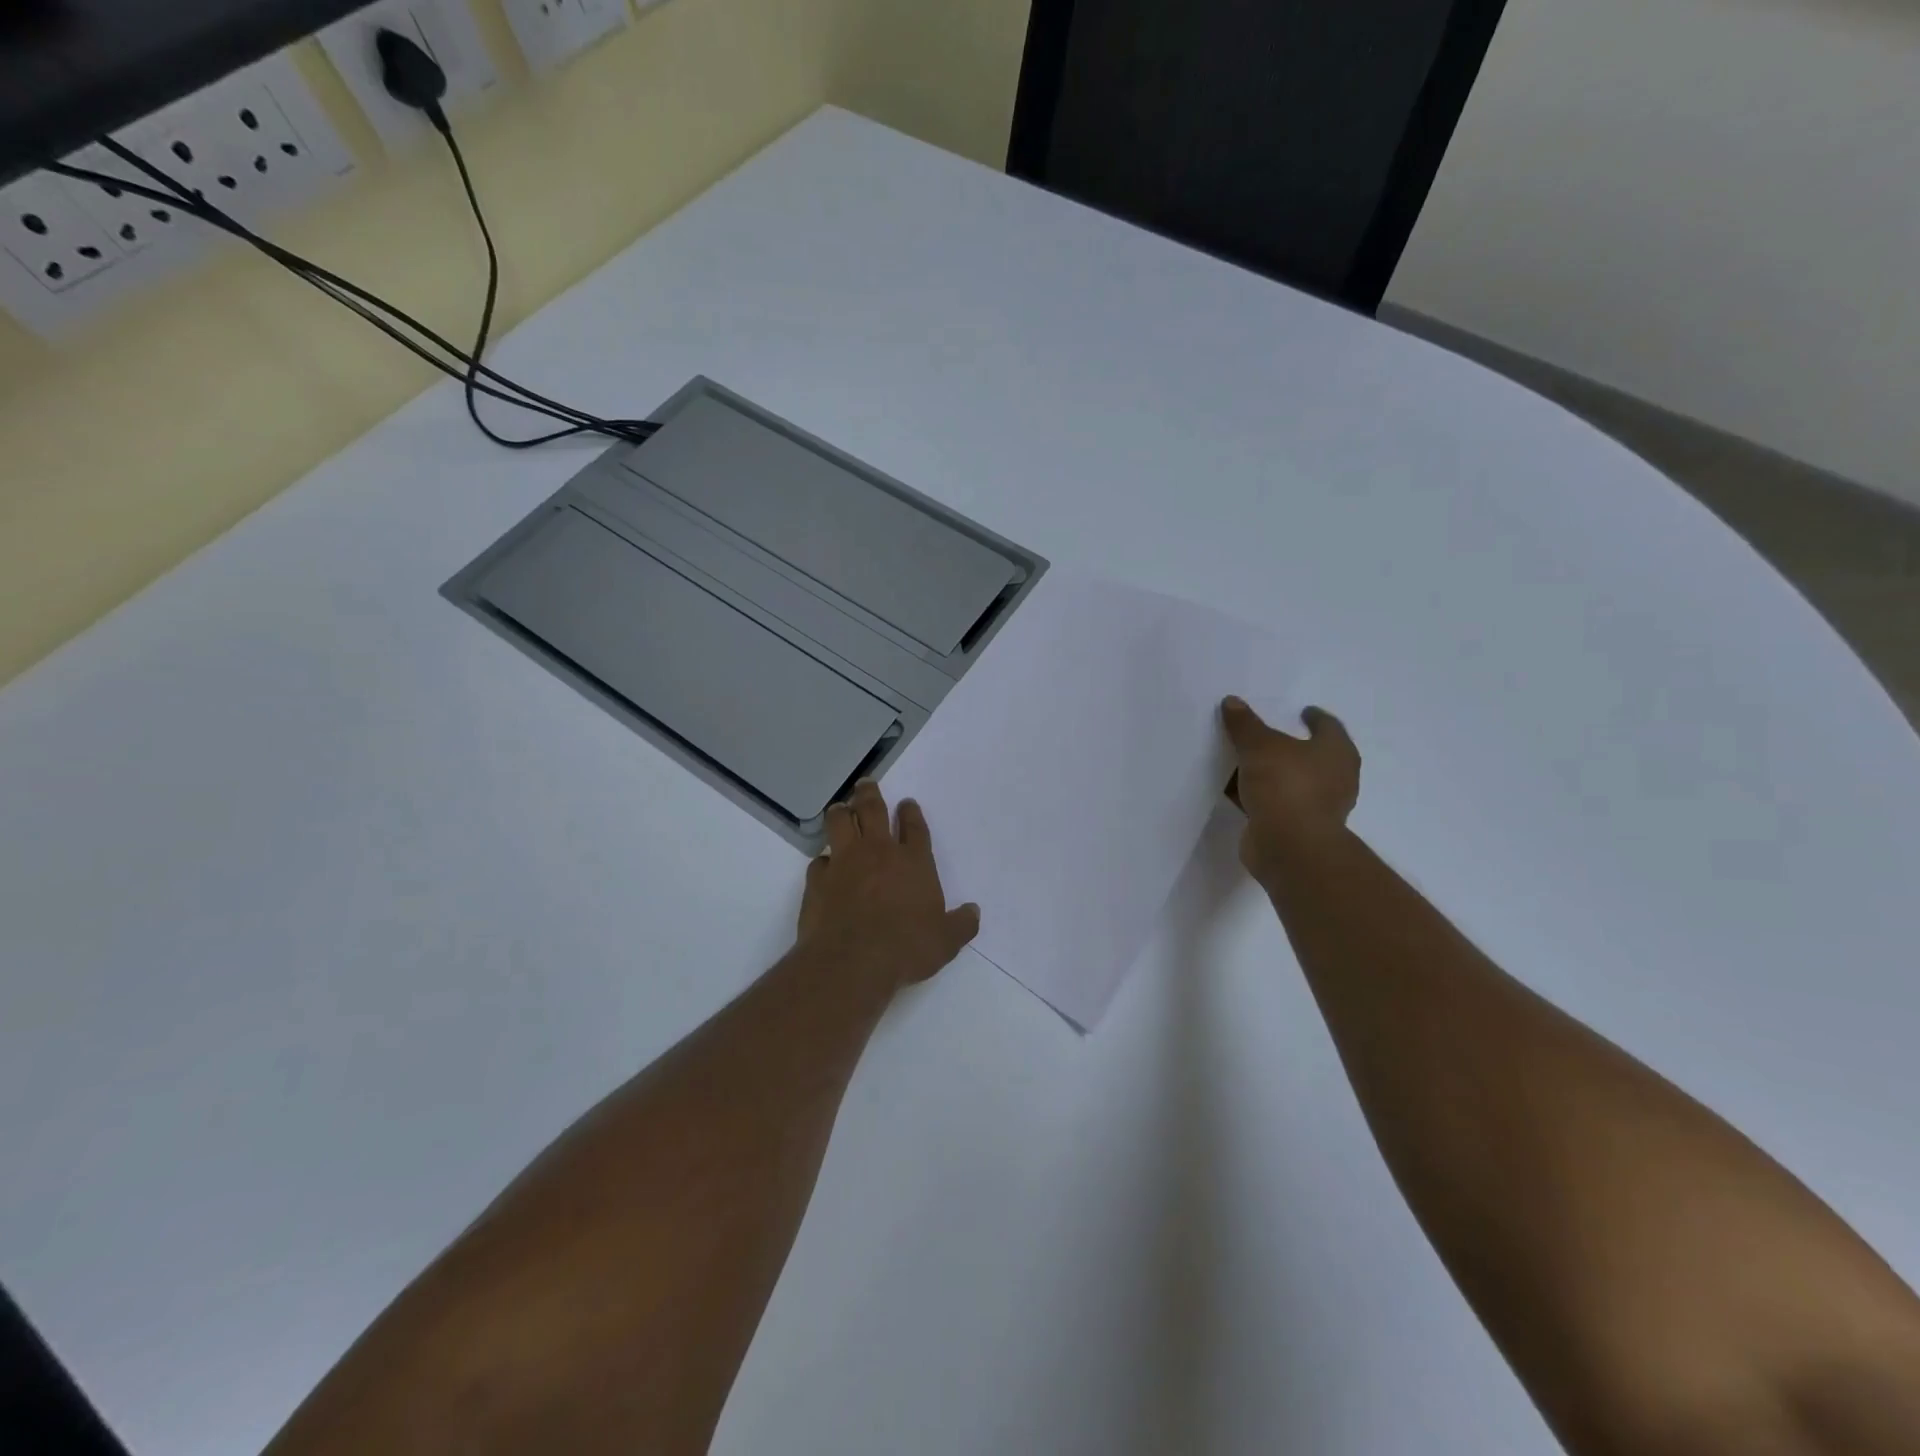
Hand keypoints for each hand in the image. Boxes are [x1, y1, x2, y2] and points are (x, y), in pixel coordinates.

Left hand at [797, 779, 980, 988]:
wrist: (852, 962)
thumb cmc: (906, 948)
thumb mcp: (946, 941)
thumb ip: (962, 924)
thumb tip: (974, 911)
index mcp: (913, 862)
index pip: (914, 827)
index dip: (911, 813)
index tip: (907, 802)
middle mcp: (878, 853)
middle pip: (872, 810)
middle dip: (869, 794)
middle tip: (866, 784)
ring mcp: (844, 862)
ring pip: (840, 823)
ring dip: (841, 812)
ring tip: (841, 808)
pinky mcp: (818, 880)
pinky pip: (818, 861)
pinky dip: (823, 860)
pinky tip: (824, 864)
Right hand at [1222, 697, 1360, 884]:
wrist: (1289, 846)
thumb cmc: (1286, 785)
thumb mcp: (1259, 746)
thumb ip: (1245, 724)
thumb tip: (1232, 701)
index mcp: (1336, 753)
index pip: (1329, 726)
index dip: (1314, 718)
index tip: (1302, 711)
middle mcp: (1335, 779)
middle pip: (1312, 756)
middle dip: (1292, 747)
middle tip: (1269, 735)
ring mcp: (1318, 807)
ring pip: (1292, 781)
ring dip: (1274, 774)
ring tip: (1247, 762)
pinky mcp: (1298, 828)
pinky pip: (1277, 803)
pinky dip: (1262, 796)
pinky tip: (1240, 791)